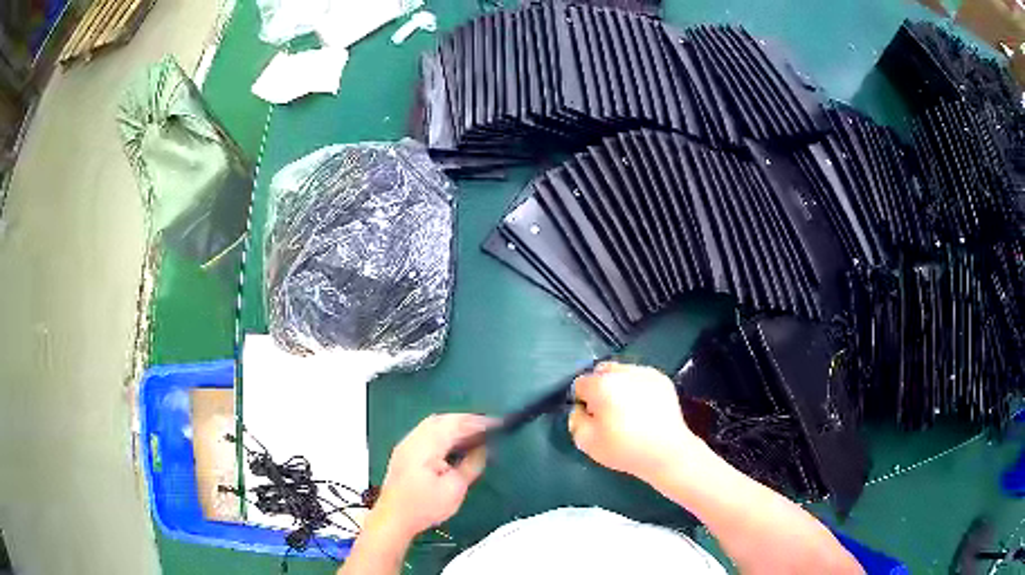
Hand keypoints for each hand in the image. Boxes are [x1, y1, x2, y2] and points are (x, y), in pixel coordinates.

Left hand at [372, 414, 491, 538]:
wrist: (393, 519)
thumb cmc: (424, 507)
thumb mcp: (455, 489)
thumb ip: (471, 465)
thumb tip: (483, 449)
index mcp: (426, 446)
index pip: (455, 424)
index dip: (477, 422)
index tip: (497, 424)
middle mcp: (413, 439)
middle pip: (442, 419)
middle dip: (465, 420)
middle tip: (487, 427)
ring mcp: (406, 445)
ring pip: (432, 424)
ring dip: (454, 425)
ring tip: (474, 434)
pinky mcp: (404, 453)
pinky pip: (426, 432)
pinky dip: (443, 432)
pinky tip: (453, 443)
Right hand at [568, 362, 704, 483]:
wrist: (666, 452)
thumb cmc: (624, 449)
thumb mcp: (587, 443)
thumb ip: (575, 421)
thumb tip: (580, 409)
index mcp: (602, 385)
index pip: (580, 383)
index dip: (582, 401)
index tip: (591, 417)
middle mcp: (623, 372)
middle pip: (601, 372)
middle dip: (600, 388)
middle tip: (607, 412)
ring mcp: (645, 373)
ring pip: (622, 372)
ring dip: (619, 385)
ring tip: (627, 410)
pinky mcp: (662, 379)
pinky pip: (640, 377)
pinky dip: (637, 387)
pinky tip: (643, 407)